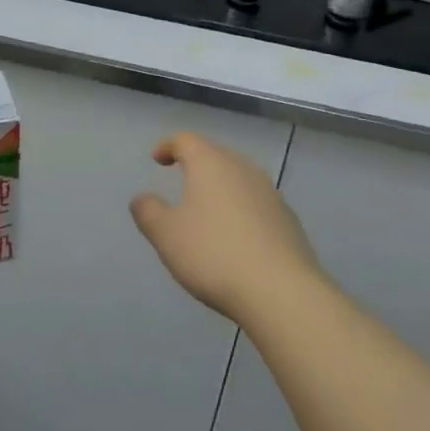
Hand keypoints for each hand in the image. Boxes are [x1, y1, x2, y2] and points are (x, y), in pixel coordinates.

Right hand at [130, 132, 323, 324]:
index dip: (168, 145)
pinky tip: (237, 235)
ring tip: (208, 209)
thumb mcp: (167, 235)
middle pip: (215, 154)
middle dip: (197, 164)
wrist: (281, 290)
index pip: (186, 140)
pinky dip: (242, 209)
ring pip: (239, 178)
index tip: (157, 159)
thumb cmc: (214, 254)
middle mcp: (242, 168)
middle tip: (182, 180)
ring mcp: (270, 192)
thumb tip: (141, 198)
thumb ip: (148, 212)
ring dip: (221, 187)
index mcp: (210, 163)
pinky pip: (257, 203)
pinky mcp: (288, 218)